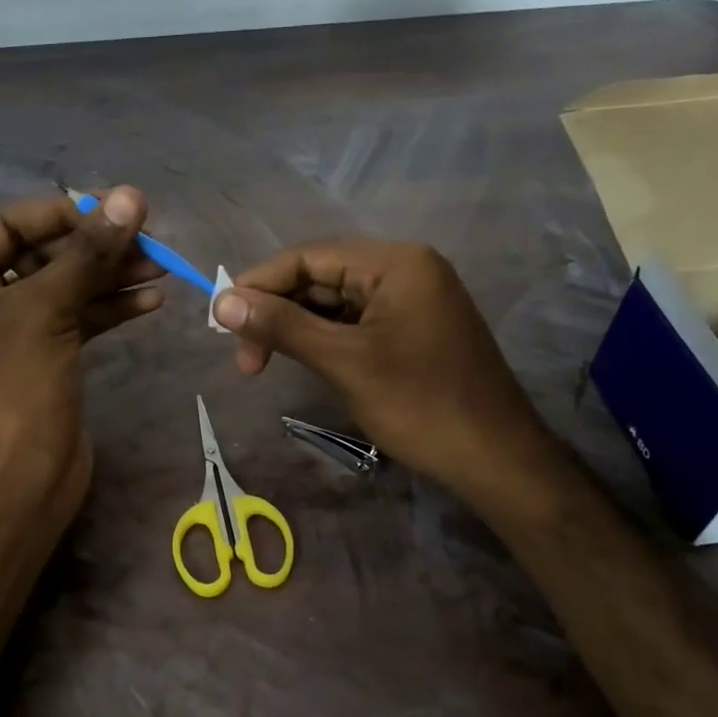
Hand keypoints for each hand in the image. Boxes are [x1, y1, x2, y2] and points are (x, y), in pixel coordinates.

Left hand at [0, 187, 162, 540]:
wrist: (22, 485)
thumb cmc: (15, 390)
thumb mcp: (48, 311)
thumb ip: (89, 252)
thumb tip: (131, 196)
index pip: (8, 226)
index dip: (62, 215)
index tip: (114, 210)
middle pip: (41, 256)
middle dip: (94, 248)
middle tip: (147, 239)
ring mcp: (10, 334)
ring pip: (64, 288)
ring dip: (110, 277)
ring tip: (161, 267)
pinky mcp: (42, 358)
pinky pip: (76, 319)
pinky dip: (110, 308)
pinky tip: (150, 300)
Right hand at [212, 239, 561, 497]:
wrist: (497, 460)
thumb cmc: (420, 405)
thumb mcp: (344, 362)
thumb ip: (281, 326)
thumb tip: (220, 301)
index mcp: (395, 262)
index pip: (307, 256)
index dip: (258, 284)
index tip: (221, 322)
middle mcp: (404, 269)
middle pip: (320, 276)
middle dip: (277, 311)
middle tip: (245, 358)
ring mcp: (411, 299)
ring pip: (334, 301)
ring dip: (296, 328)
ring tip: (264, 364)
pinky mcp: (412, 328)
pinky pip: (355, 321)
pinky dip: (324, 339)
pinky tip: (303, 361)